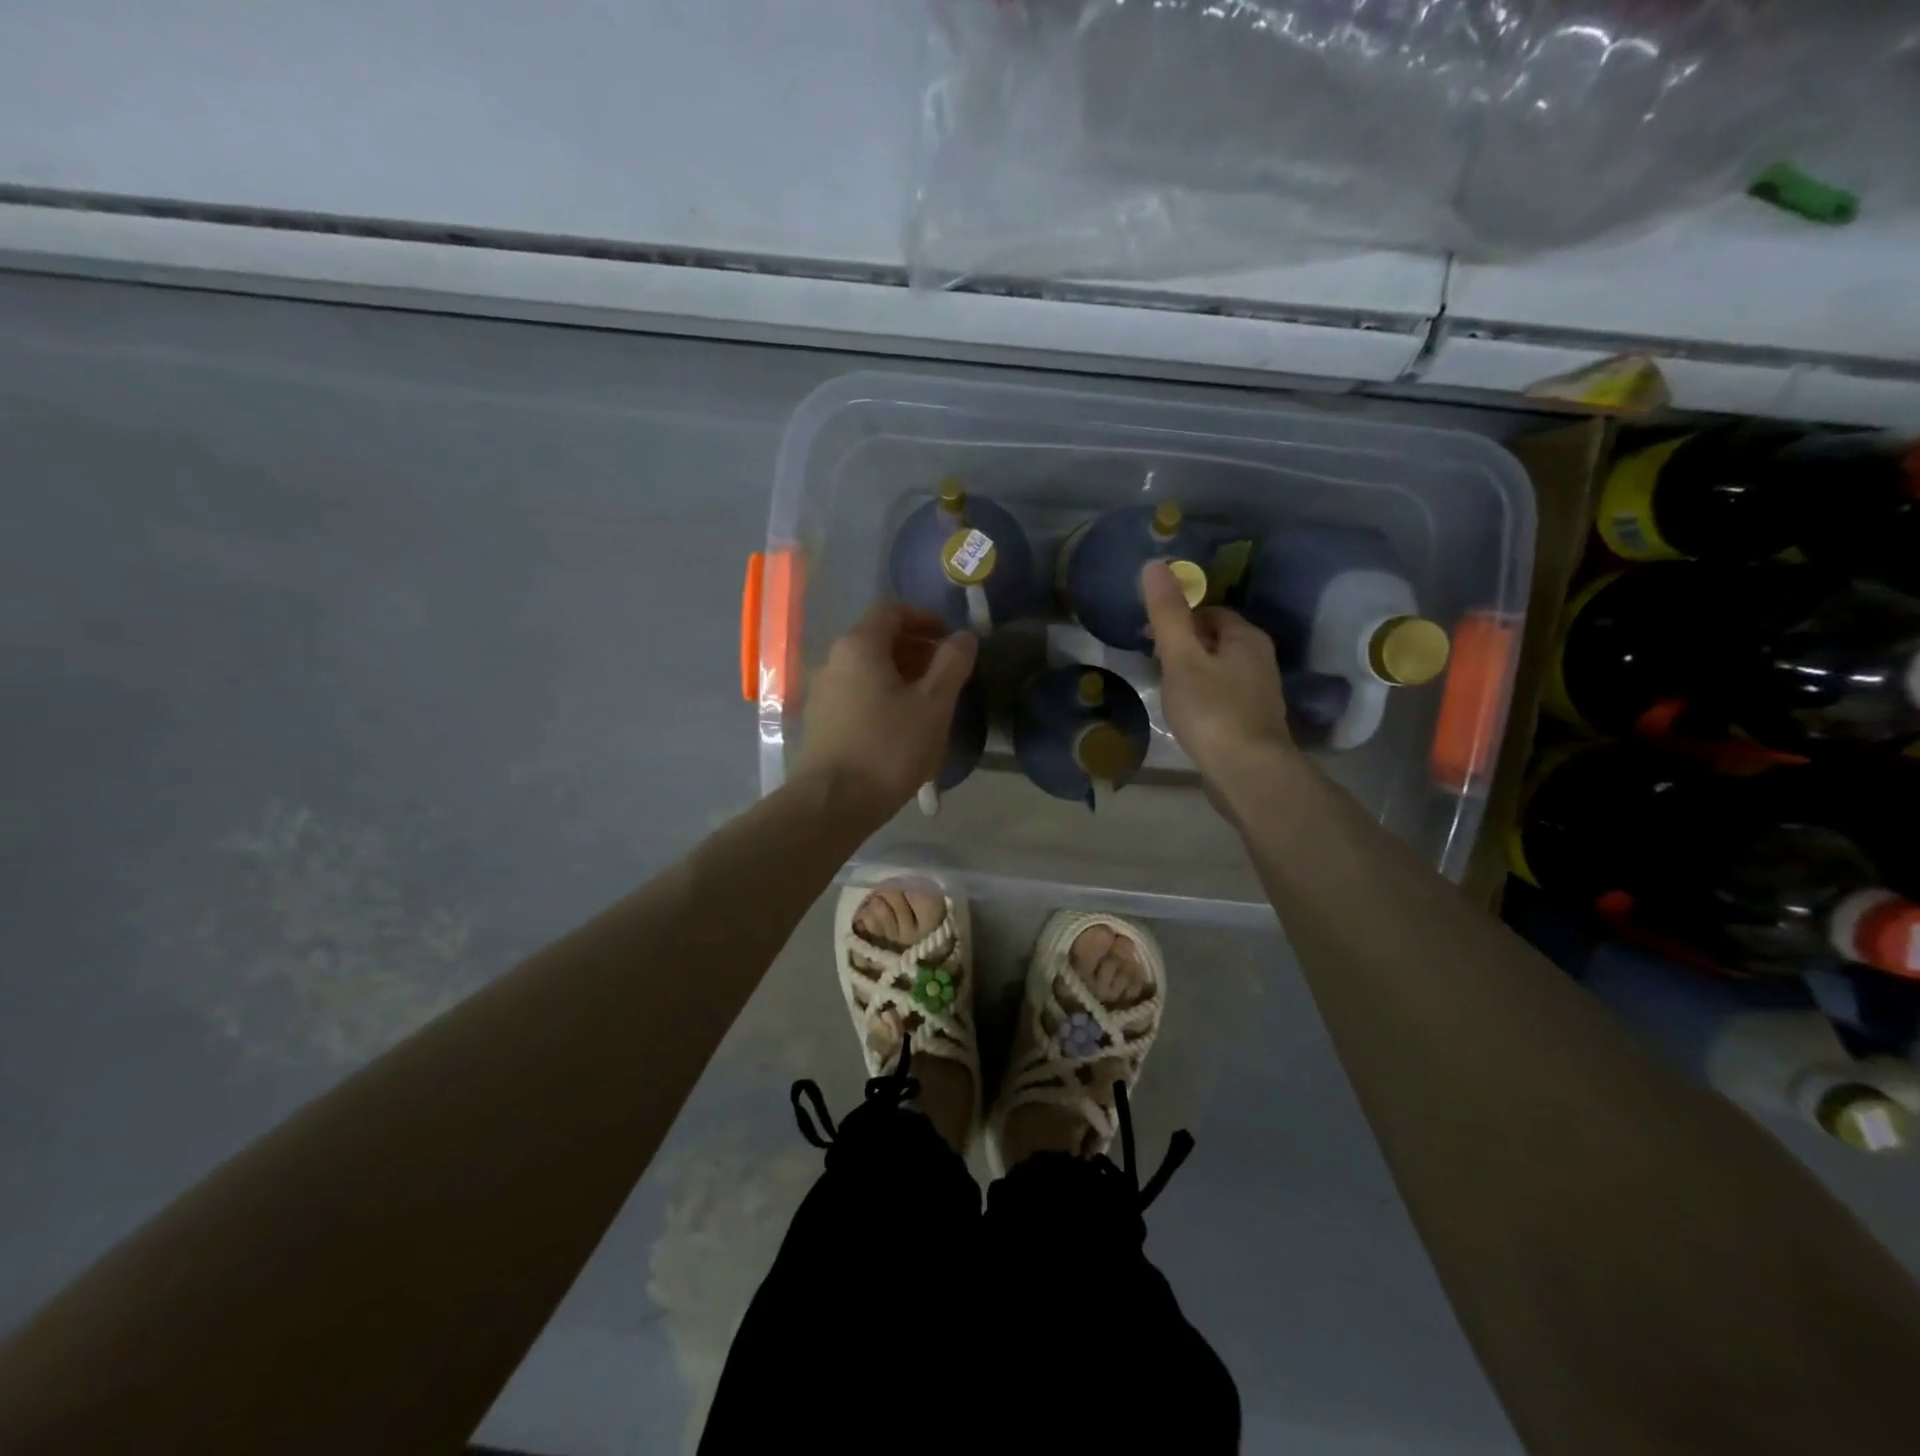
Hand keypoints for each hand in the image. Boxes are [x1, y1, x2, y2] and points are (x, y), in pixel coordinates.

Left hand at [792, 601, 977, 823]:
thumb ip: (952, 664)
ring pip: (868, 670)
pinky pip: (857, 694)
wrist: (833, 803)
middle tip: (946, 674)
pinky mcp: (821, 722)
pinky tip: (902, 727)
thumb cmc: (888, 748)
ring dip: (901, 676)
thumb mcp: (933, 704)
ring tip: (929, 703)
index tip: (950, 641)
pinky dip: (883, 697)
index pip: (892, 611)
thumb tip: (964, 637)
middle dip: (916, 650)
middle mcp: (833, 661)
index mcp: (859, 646)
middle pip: (878, 640)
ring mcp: (822, 693)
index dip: (925, 619)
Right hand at [1142, 560, 1296, 795]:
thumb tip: (1155, 564)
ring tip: (1165, 689)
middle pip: (1215, 640)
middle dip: (1183, 646)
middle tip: (1153, 664)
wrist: (1248, 772)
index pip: (1209, 612)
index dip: (1178, 619)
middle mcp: (1259, 658)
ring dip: (1191, 673)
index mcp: (1246, 637)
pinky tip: (1185, 714)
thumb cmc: (1212, 710)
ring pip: (1218, 669)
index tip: (1149, 637)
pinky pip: (1222, 695)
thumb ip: (1168, 614)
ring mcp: (1259, 692)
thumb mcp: (1182, 658)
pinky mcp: (1253, 720)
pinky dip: (1202, 697)